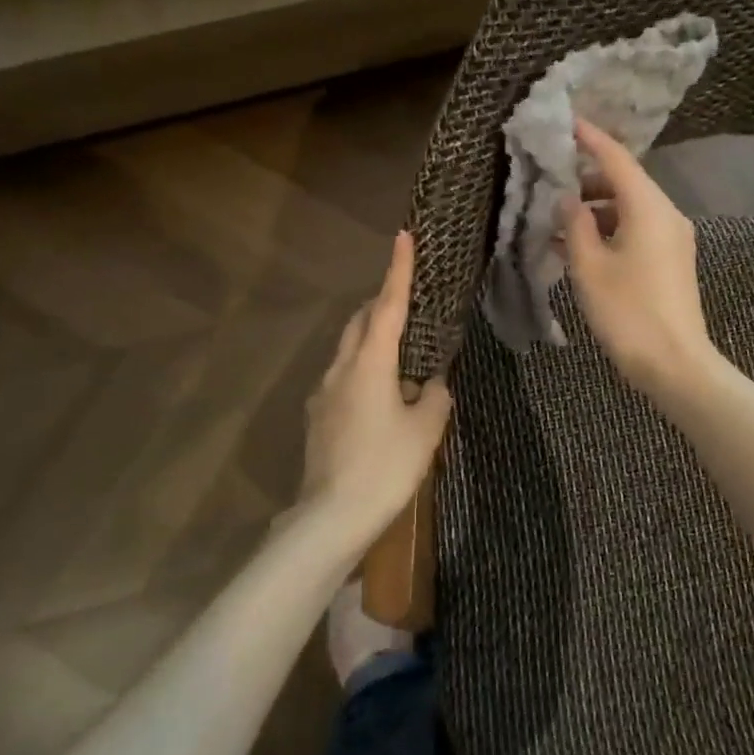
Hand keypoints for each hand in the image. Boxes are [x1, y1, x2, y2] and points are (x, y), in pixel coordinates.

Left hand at [297, 231, 452, 539]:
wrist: (331, 517)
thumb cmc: (385, 467)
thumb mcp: (425, 432)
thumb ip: (435, 398)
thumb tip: (433, 385)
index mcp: (370, 364)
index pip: (388, 306)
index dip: (398, 270)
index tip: (403, 237)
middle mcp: (341, 369)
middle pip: (360, 322)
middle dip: (382, 304)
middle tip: (408, 302)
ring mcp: (324, 392)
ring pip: (348, 349)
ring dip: (371, 338)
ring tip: (401, 354)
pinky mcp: (318, 416)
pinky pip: (343, 377)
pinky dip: (363, 369)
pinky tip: (381, 396)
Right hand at [561, 119, 717, 399]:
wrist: (674, 363)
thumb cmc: (627, 312)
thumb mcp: (589, 266)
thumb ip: (574, 224)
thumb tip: (567, 199)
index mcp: (648, 208)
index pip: (616, 159)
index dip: (590, 139)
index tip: (566, 122)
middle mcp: (665, 214)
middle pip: (624, 182)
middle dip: (586, 180)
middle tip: (550, 183)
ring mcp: (671, 238)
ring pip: (628, 208)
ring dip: (594, 210)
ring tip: (557, 222)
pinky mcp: (670, 260)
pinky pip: (636, 231)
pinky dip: (608, 231)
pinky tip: (578, 246)